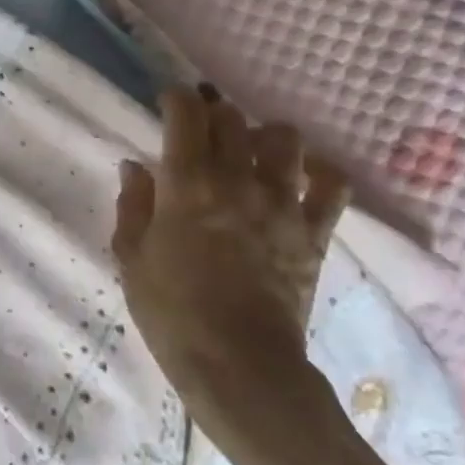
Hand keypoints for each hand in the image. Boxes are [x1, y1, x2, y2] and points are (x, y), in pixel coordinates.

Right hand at [112, 85, 350, 437]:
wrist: (238, 365)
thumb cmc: (172, 313)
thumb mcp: (132, 258)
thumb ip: (133, 205)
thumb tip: (135, 167)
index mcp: (187, 184)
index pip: (186, 113)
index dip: (175, 98)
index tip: (167, 105)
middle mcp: (237, 180)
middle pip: (232, 118)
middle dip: (212, 115)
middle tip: (201, 133)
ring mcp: (281, 204)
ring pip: (284, 138)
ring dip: (262, 136)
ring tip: (250, 153)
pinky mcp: (314, 231)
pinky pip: (331, 184)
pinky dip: (318, 172)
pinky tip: (301, 178)